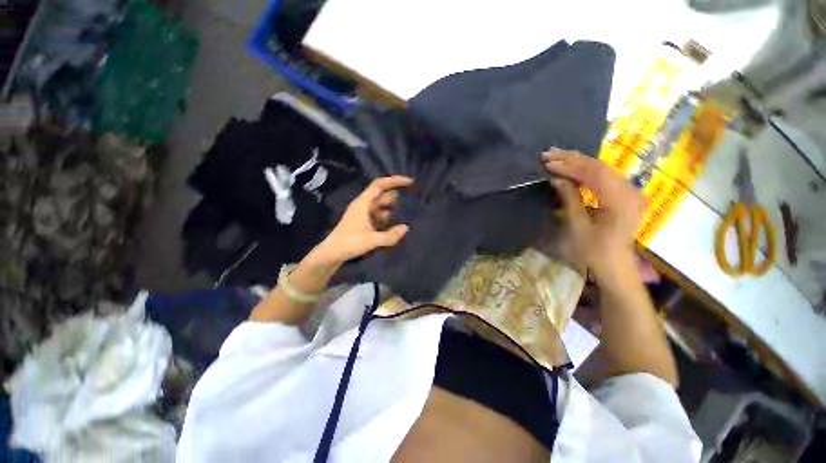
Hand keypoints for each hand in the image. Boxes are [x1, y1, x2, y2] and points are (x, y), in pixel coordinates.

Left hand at [312, 176, 413, 263]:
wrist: (332, 253)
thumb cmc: (349, 243)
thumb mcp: (371, 240)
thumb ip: (390, 235)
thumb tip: (406, 228)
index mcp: (363, 203)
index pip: (380, 185)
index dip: (395, 180)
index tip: (410, 182)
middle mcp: (364, 204)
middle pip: (382, 193)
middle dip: (396, 194)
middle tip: (413, 197)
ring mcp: (364, 213)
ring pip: (381, 205)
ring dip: (393, 207)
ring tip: (408, 211)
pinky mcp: (364, 221)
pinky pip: (379, 214)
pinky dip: (388, 216)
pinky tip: (396, 223)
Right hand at [542, 149, 643, 276]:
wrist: (616, 266)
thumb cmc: (595, 251)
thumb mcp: (578, 226)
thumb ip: (570, 198)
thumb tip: (556, 178)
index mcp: (620, 201)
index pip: (594, 173)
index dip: (569, 165)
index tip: (548, 162)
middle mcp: (630, 191)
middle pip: (600, 167)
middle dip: (572, 159)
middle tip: (549, 153)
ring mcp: (630, 192)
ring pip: (603, 169)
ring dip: (578, 162)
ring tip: (557, 156)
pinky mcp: (626, 195)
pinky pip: (605, 177)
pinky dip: (587, 170)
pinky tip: (573, 167)